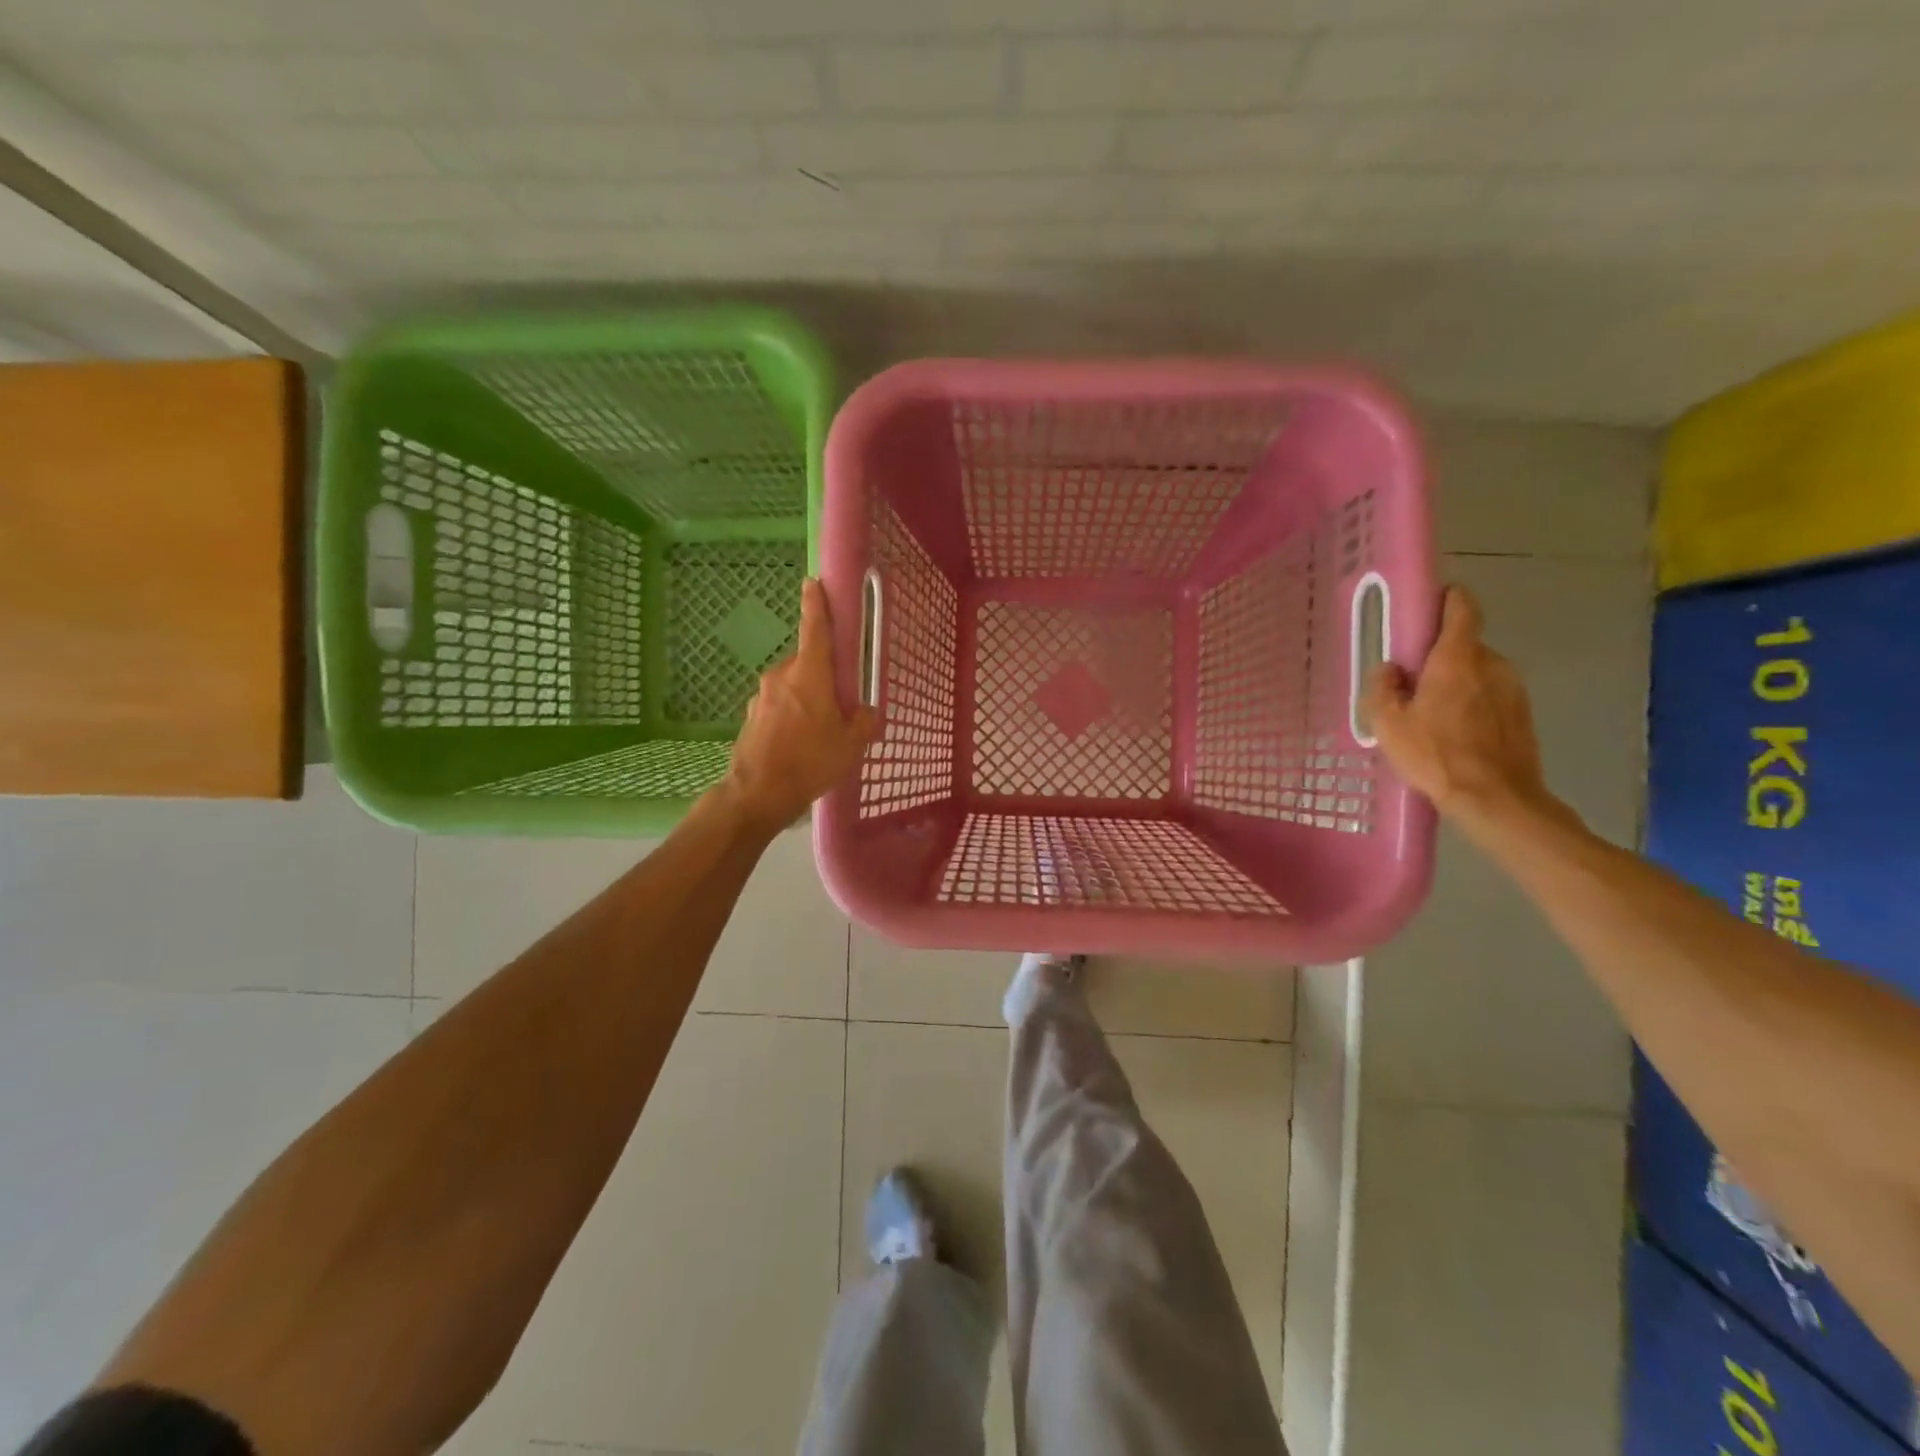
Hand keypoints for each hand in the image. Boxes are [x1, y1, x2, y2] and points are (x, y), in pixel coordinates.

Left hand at [723, 578, 876, 830]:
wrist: (758, 793)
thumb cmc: (810, 760)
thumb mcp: (851, 743)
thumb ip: (864, 721)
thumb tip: (867, 712)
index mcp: (809, 674)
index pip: (814, 628)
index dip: (817, 604)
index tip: (814, 583)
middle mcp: (782, 676)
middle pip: (807, 663)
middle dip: (823, 675)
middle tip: (840, 702)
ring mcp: (762, 696)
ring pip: (793, 686)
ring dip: (807, 698)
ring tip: (821, 731)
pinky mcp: (751, 716)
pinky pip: (779, 706)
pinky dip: (791, 715)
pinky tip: (800, 744)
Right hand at [1364, 585, 1566, 835]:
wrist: (1495, 798)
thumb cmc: (1435, 755)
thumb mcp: (1388, 724)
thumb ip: (1383, 688)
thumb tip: (1389, 669)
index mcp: (1457, 659)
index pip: (1461, 609)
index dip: (1447, 599)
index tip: (1430, 603)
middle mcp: (1492, 664)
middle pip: (1464, 645)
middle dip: (1440, 655)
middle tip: (1413, 680)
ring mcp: (1513, 689)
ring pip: (1479, 672)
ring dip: (1457, 681)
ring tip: (1432, 713)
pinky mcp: (1523, 713)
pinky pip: (1491, 695)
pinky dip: (1473, 703)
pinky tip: (1454, 732)